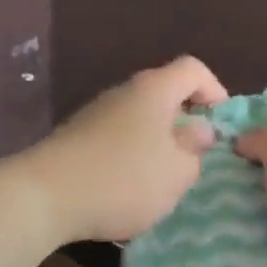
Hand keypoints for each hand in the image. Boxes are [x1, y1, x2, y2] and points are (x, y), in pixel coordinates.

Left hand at [22, 56, 227, 242]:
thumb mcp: (177, 173)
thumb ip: (195, 150)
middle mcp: (123, 93)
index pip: (193, 69)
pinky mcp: (76, 139)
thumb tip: (199, 131)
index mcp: (154, 91)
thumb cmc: (124, 180)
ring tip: (165, 178)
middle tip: (196, 157)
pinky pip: (117, 140)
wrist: (45, 197)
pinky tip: (130, 188)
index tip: (221, 125)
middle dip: (185, 122)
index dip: (215, 91)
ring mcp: (96, 115)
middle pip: (164, 95)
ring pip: (140, 120)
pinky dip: (132, 156)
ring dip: (158, 143)